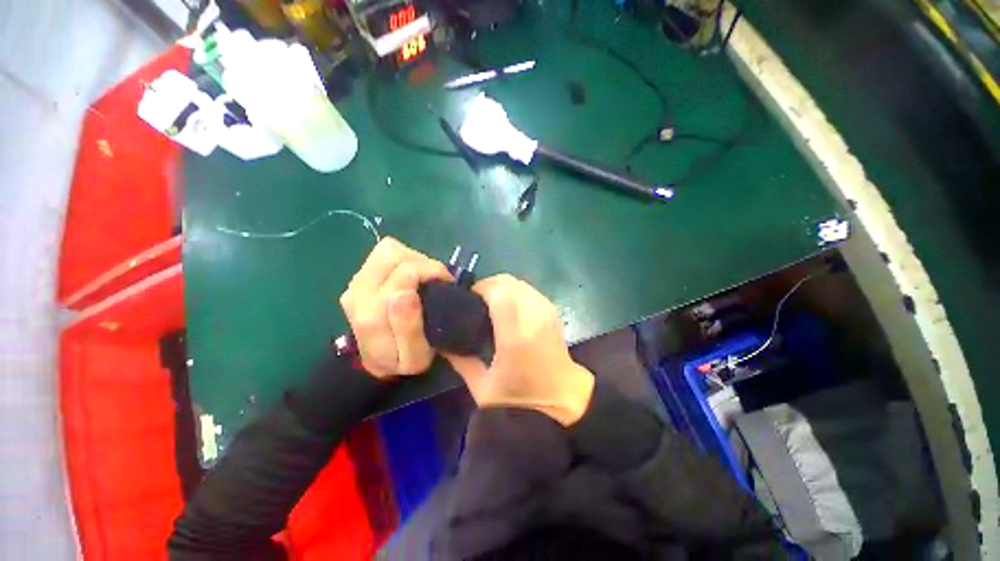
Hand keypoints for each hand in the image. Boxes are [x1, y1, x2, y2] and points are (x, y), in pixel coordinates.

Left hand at [340, 238, 451, 378]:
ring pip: (387, 249)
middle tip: (434, 279)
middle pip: (391, 252)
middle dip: (420, 260)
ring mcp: (355, 282)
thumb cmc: (401, 361)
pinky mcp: (359, 278)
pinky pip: (384, 255)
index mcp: (372, 312)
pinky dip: (403, 260)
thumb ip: (409, 328)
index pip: (405, 272)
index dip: (431, 271)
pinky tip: (411, 278)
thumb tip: (406, 292)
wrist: (376, 363)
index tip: (446, 284)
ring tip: (424, 278)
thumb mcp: (415, 356)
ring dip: (412, 259)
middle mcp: (358, 291)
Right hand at [444, 274, 594, 425]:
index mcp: (516, 334)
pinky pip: (529, 290)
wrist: (564, 398)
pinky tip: (508, 308)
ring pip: (520, 283)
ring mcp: (546, 311)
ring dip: (502, 288)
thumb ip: (461, 361)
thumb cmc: (522, 398)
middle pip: (508, 281)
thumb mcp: (482, 387)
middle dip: (489, 286)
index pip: (498, 291)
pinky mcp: (552, 311)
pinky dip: (515, 292)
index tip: (467, 299)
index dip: (480, 288)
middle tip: (477, 302)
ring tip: (491, 304)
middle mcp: (533, 315)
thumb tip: (443, 341)